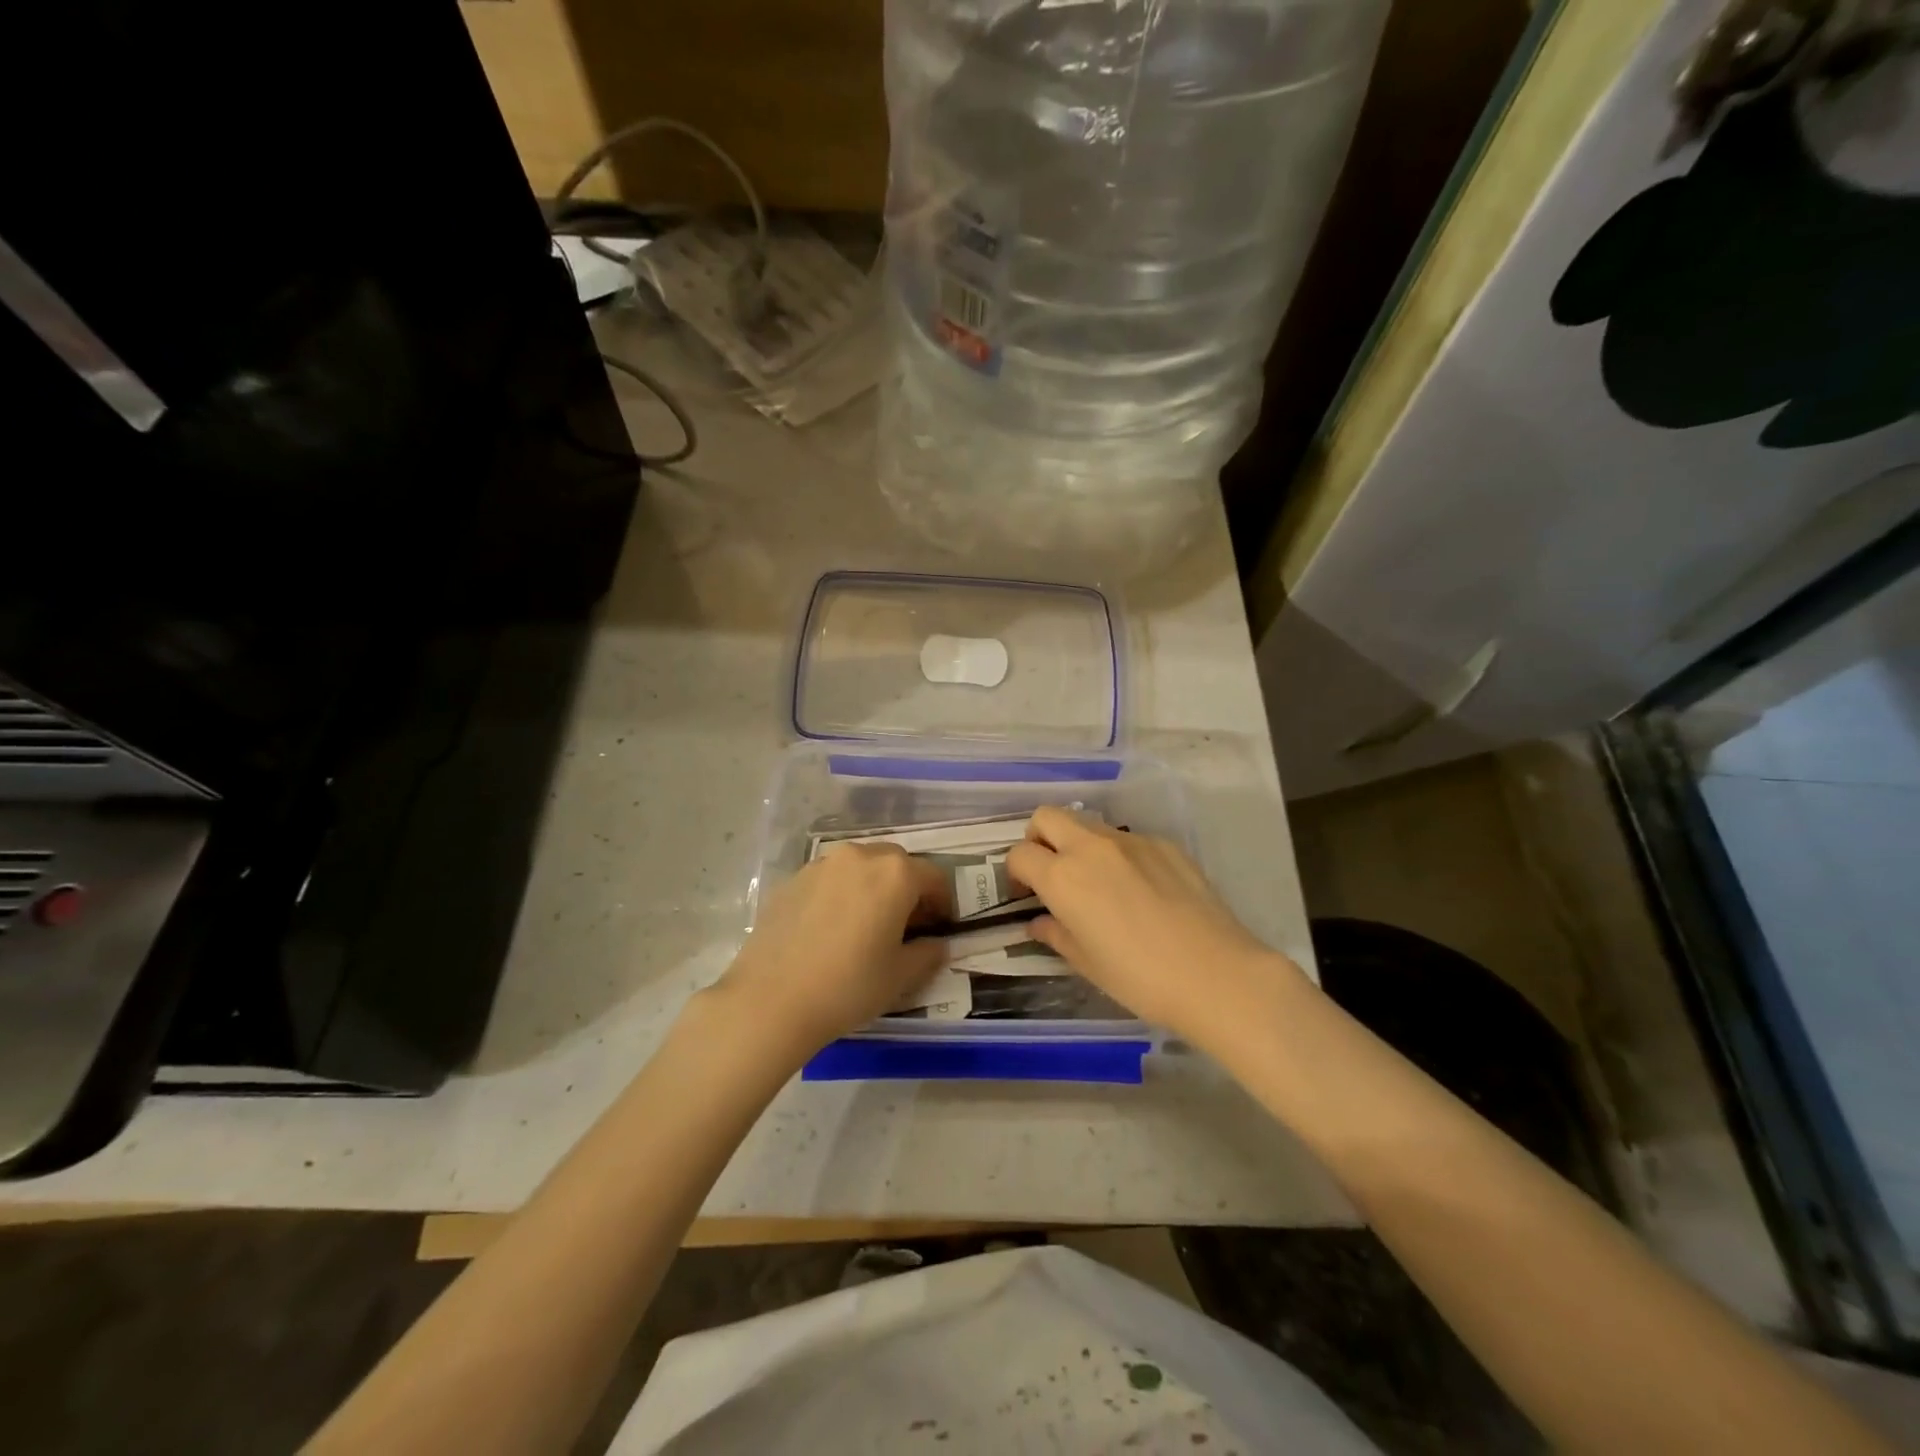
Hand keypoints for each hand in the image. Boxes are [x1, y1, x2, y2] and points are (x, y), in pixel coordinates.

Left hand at [714, 843, 951, 1058]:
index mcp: (895, 873)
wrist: (770, 1001)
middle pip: (896, 864)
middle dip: (908, 889)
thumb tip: (937, 944)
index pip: (934, 877)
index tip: (940, 928)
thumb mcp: (901, 976)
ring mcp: (822, 865)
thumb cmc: (848, 986)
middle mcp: (860, 856)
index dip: (943, 903)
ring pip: (860, 868)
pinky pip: (830, 880)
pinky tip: (831, 930)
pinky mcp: (792, 880)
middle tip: (905, 926)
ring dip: (873, 888)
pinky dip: (841, 895)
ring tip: (866, 925)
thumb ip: (928, 954)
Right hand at [1006, 806, 1305, 1048]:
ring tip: (1097, 883)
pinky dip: (1119, 855)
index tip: (1026, 895)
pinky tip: (1140, 890)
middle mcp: (1091, 847)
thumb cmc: (1140, 978)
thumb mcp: (1086, 963)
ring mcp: (1131, 841)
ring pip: (1087, 823)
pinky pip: (1127, 839)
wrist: (1216, 974)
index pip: (1019, 854)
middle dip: (1038, 839)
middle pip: (1047, 817)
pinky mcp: (1164, 844)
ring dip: (1078, 843)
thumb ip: (1055, 934)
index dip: (1015, 874)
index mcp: (1063, 877)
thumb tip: (1040, 922)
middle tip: (1051, 873)